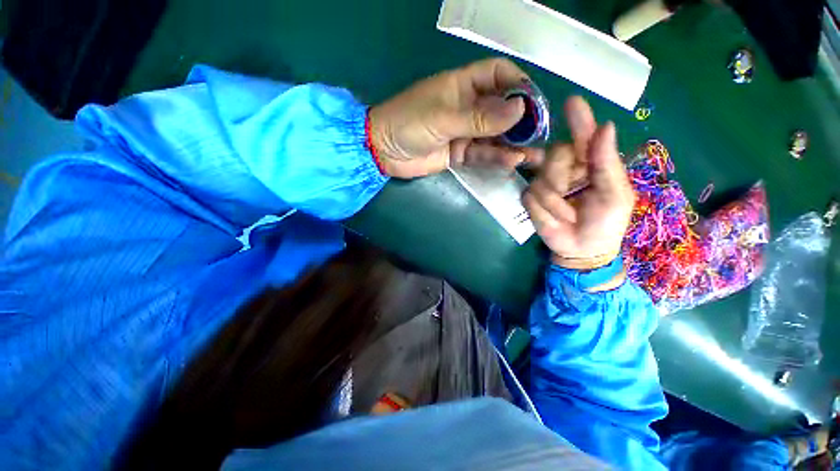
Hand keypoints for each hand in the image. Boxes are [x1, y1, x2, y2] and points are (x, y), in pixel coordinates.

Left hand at [369, 58, 539, 178]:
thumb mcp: (443, 117)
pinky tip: (511, 162)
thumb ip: (479, 117)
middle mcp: (468, 107)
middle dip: (520, 121)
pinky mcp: (460, 154)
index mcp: (463, 86)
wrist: (384, 152)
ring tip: (532, 155)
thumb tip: (519, 110)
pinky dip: (496, 158)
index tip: (533, 103)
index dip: (518, 85)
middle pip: (501, 109)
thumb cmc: (408, 123)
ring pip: (494, 136)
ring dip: (512, 144)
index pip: (498, 75)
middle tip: (537, 135)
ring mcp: (465, 132)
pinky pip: (482, 155)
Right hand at [523, 97, 634, 270]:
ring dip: (555, 201)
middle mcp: (565, 168)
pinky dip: (543, 210)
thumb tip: (605, 126)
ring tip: (567, 214)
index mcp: (590, 163)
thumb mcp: (616, 195)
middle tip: (572, 193)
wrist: (582, 250)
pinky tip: (553, 218)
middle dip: (562, 176)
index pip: (583, 135)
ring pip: (540, 178)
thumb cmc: (606, 223)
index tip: (572, 101)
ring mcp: (544, 184)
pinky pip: (529, 196)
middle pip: (554, 154)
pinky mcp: (529, 199)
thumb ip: (606, 163)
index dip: (578, 119)